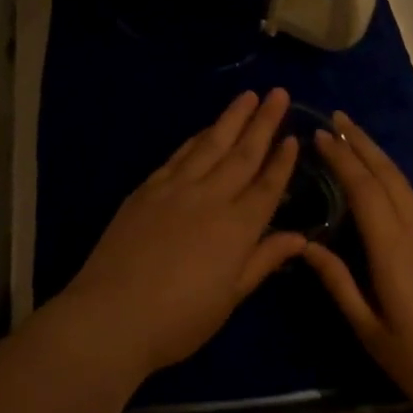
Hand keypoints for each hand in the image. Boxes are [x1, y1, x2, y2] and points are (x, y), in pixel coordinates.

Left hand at [63, 88, 302, 380]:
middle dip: (264, 122)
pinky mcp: (149, 187)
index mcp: (237, 228)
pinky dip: (198, 138)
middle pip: (243, 154)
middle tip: (279, 93)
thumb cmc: (179, 319)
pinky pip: (180, 154)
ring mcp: (177, 187)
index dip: (282, 161)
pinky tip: (207, 128)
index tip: (294, 136)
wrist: (113, 313)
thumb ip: (263, 260)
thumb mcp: (230, 298)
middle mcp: (211, 197)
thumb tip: (299, 237)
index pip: (267, 186)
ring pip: (211, 143)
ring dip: (232, 118)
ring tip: (248, 96)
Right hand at [302, 112, 412, 412]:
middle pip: (388, 175)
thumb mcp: (374, 334)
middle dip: (362, 142)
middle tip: (338, 117)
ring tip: (357, 141)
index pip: (363, 189)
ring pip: (406, 186)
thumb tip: (306, 245)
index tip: (320, 134)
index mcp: (394, 250)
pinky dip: (397, 184)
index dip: (341, 158)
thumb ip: (340, 284)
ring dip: (379, 159)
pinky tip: (388, 189)